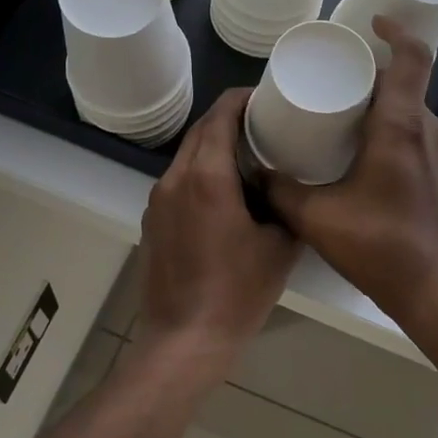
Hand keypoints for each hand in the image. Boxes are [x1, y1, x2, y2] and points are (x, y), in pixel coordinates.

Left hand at [135, 88, 299, 383]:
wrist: (185, 340)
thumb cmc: (237, 293)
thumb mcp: (279, 247)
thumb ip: (285, 206)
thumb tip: (285, 187)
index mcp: (207, 177)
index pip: (220, 115)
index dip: (244, 98)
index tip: (268, 97)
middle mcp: (175, 179)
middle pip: (200, 131)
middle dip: (230, 119)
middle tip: (265, 123)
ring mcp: (158, 201)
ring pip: (187, 156)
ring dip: (214, 146)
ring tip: (249, 155)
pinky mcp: (152, 222)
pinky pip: (178, 182)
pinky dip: (201, 174)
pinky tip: (225, 193)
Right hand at [261, 18, 437, 330]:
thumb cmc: (380, 246)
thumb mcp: (316, 217)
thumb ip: (280, 191)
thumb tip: (257, 173)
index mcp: (400, 126)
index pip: (411, 58)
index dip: (394, 32)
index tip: (369, 24)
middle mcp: (428, 131)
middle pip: (406, 82)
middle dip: (373, 72)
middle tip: (335, 77)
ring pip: (412, 111)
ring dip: (382, 104)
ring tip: (343, 113)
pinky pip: (417, 136)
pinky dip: (392, 130)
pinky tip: (363, 154)